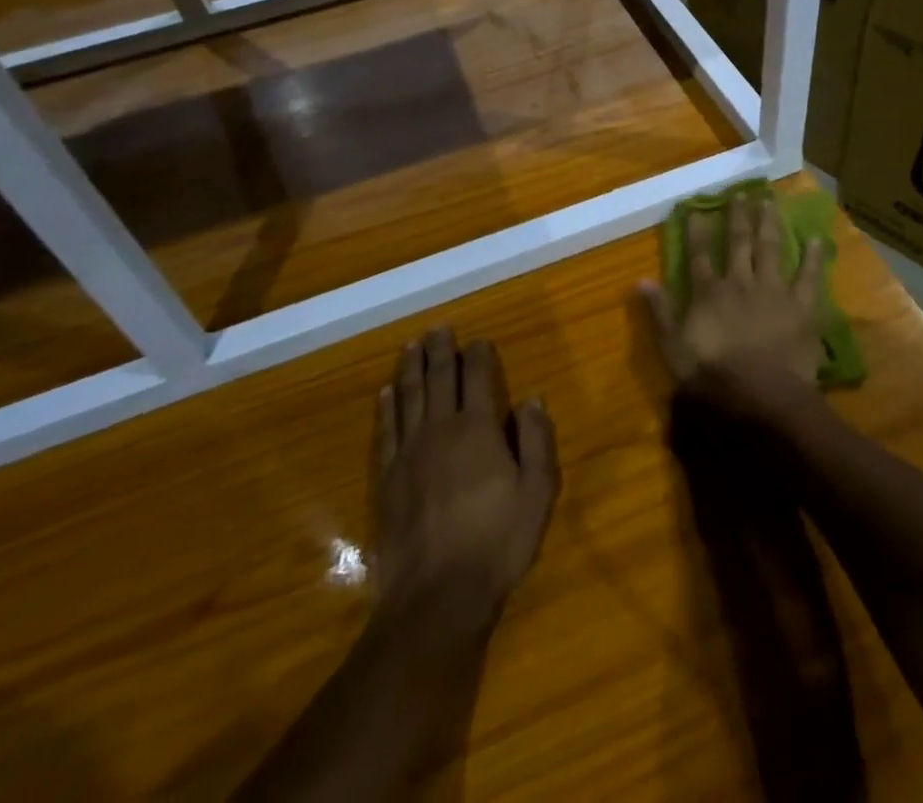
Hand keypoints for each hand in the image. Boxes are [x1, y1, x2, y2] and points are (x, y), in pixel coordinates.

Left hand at [374, 327, 558, 629]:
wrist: (437, 595)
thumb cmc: (496, 542)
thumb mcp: (537, 493)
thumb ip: (537, 441)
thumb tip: (532, 398)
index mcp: (478, 428)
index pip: (477, 377)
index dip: (478, 354)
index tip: (478, 340)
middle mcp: (440, 429)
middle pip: (439, 378)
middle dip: (440, 350)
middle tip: (438, 328)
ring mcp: (409, 451)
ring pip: (408, 396)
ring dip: (410, 367)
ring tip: (411, 346)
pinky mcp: (387, 476)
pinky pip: (386, 429)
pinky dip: (386, 406)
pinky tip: (385, 392)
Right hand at [640, 192, 827, 416]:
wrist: (763, 396)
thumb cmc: (713, 376)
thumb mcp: (673, 348)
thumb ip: (660, 312)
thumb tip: (640, 280)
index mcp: (709, 292)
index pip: (699, 255)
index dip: (697, 231)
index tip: (697, 209)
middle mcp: (740, 282)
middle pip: (739, 243)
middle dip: (738, 216)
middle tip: (741, 193)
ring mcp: (773, 291)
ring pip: (770, 249)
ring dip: (769, 224)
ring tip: (770, 202)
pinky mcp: (801, 306)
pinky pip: (809, 276)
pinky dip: (813, 257)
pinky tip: (815, 238)